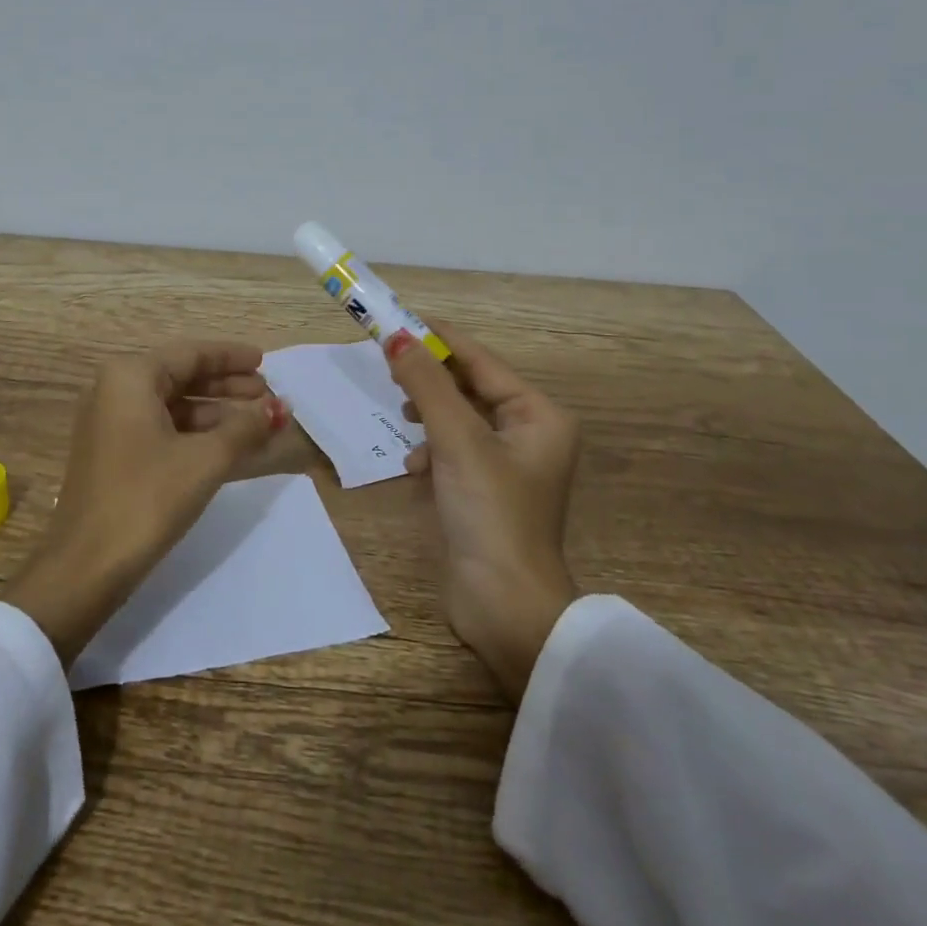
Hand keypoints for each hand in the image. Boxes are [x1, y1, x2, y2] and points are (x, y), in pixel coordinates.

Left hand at [3, 341, 288, 665]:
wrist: (86, 566)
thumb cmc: (146, 499)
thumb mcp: (204, 460)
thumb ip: (245, 428)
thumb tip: (278, 408)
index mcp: (129, 376)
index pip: (190, 354)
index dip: (231, 357)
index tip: (265, 362)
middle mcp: (115, 389)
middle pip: (181, 376)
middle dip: (227, 385)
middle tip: (268, 395)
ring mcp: (110, 422)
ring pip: (173, 404)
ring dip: (215, 412)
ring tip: (258, 423)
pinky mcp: (112, 452)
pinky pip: (161, 428)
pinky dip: (195, 433)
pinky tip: (228, 446)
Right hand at [387, 321, 580, 699]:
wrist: (504, 606)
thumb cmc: (490, 513)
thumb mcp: (456, 440)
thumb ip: (425, 385)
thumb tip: (395, 336)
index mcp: (538, 416)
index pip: (480, 361)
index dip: (438, 339)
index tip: (396, 319)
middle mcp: (528, 434)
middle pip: (468, 388)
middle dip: (429, 380)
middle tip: (387, 365)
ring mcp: (506, 464)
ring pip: (456, 419)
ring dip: (428, 418)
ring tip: (403, 420)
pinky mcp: (484, 490)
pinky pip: (452, 450)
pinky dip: (431, 451)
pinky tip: (415, 469)